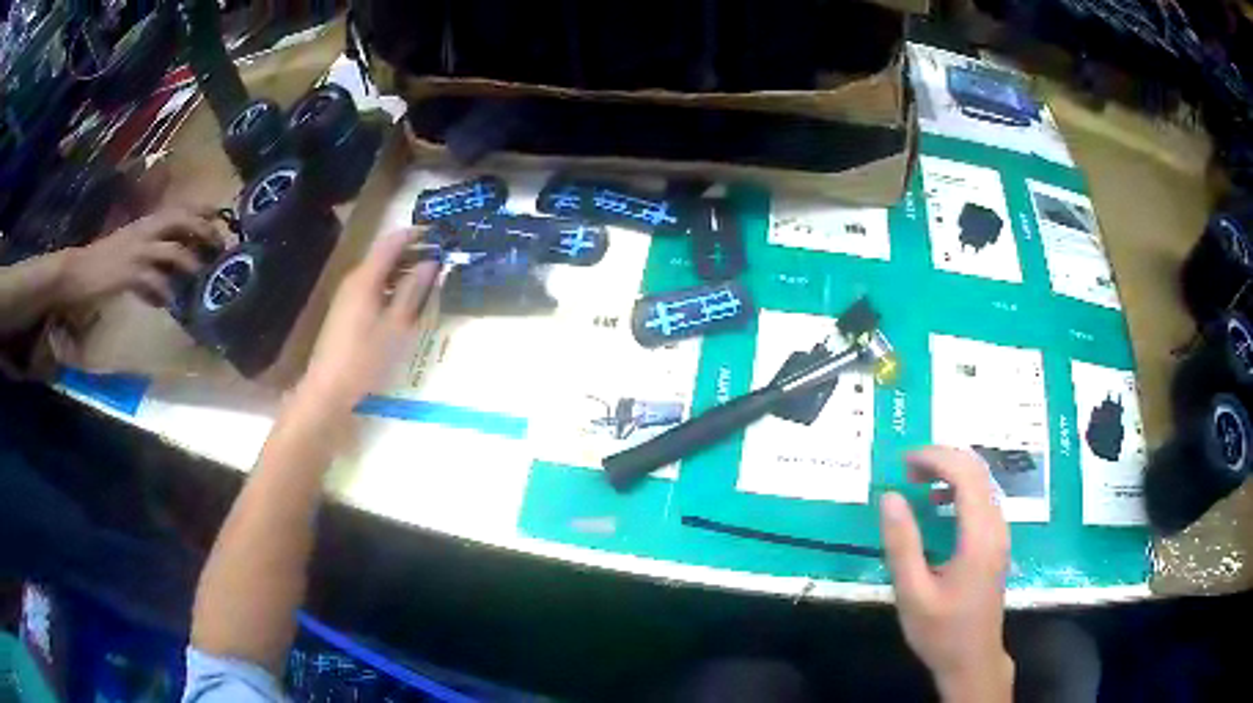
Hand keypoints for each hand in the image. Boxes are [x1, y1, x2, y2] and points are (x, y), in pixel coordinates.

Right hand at [55, 207, 221, 306]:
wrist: (79, 271)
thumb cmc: (105, 262)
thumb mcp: (131, 250)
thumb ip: (151, 257)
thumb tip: (170, 279)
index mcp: (147, 222)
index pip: (179, 208)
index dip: (202, 211)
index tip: (221, 220)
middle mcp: (146, 230)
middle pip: (182, 220)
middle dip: (205, 231)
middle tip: (220, 248)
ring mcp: (138, 251)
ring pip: (174, 251)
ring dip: (191, 264)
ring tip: (202, 279)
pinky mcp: (130, 273)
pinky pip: (155, 282)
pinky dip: (165, 294)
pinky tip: (170, 304)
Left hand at [295, 229, 439, 416]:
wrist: (328, 389)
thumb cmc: (364, 358)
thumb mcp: (396, 326)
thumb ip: (413, 291)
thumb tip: (431, 263)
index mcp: (366, 278)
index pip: (392, 242)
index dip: (415, 235)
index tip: (440, 236)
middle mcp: (354, 280)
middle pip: (384, 255)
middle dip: (412, 254)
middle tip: (440, 261)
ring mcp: (347, 296)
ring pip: (378, 273)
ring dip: (402, 272)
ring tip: (428, 281)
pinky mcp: (346, 312)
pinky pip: (372, 288)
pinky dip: (390, 287)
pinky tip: (404, 303)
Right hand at [880, 446, 1012, 701]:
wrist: (973, 659)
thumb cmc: (941, 631)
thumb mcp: (913, 593)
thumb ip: (902, 544)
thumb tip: (890, 497)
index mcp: (979, 536)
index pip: (965, 475)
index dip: (935, 458)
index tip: (903, 462)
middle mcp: (997, 526)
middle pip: (977, 471)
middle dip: (943, 459)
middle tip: (906, 467)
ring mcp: (1000, 533)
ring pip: (983, 482)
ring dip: (952, 471)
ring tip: (918, 480)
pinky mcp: (997, 542)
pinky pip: (983, 498)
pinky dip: (960, 489)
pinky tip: (938, 505)